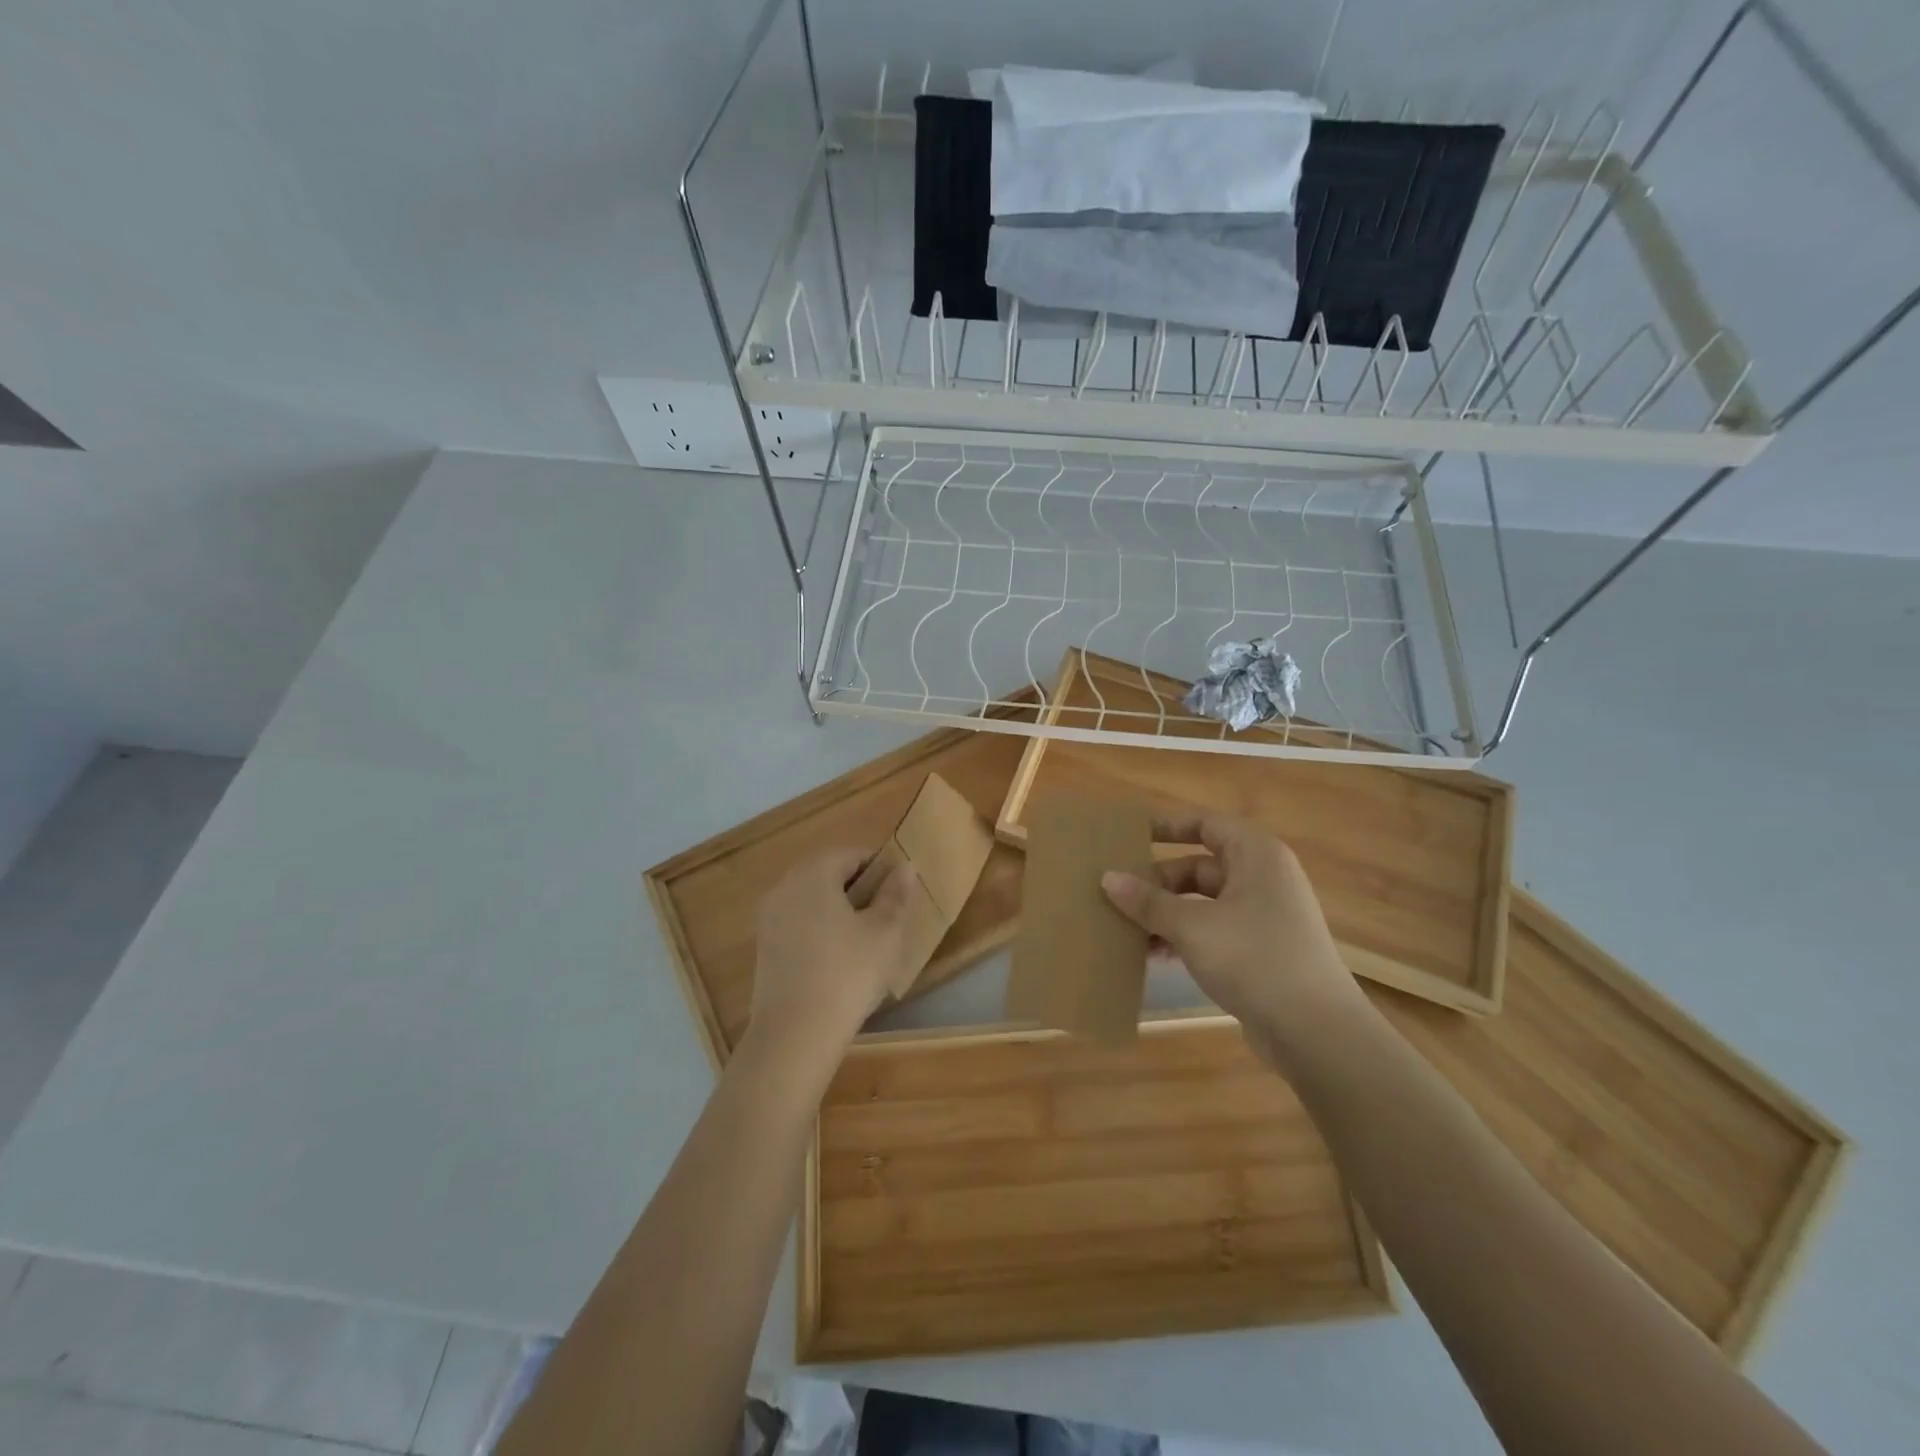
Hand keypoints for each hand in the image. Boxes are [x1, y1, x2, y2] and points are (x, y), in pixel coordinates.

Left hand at [747, 848, 916, 1064]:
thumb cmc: (847, 973)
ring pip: (812, 899)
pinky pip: (798, 922)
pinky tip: (838, 958)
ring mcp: (769, 917)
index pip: (851, 855)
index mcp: (814, 873)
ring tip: (865, 939)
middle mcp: (785, 886)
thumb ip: (895, 895)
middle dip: (858, 887)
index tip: (898, 892)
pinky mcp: (764, 946)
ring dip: (838, 908)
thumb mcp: (884, 933)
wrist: (794, 1034)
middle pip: (828, 873)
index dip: (879, 867)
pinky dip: (819, 928)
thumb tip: (904, 867)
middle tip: (886, 915)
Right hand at [1101, 811, 1364, 1065]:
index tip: (1129, 836)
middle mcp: (1263, 878)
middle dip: (1156, 882)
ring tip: (1125, 929)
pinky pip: (1213, 930)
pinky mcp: (1262, 950)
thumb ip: (1148, 901)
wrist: (1316, 1031)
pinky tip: (1153, 955)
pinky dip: (1184, 937)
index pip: (1205, 824)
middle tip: (1116, 895)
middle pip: (1198, 866)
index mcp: (1255, 855)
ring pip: (1202, 902)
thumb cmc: (1254, 958)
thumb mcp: (1192, 926)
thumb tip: (1107, 878)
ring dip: (1165, 914)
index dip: (1167, 826)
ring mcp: (1264, 916)